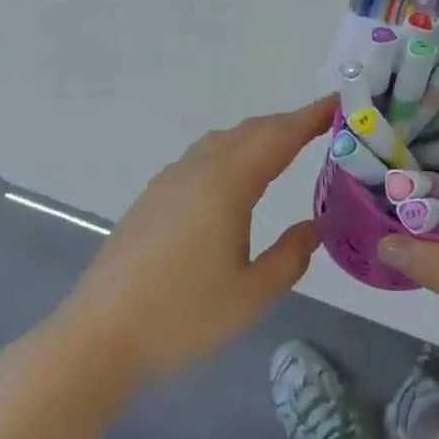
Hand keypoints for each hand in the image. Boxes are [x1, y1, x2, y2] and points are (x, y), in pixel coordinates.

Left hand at [56, 96, 332, 386]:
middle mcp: (198, 169)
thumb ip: (290, 256)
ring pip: (222, 141)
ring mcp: (170, 180)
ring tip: (283, 147)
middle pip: (250, 131)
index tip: (338, 102)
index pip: (279, 137)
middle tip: (321, 127)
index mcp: (227, 184)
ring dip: (257, 135)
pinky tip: (234, 178)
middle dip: (287, 123)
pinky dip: (230, 151)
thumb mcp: (251, 294)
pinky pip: (201, 156)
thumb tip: (313, 226)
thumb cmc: (182, 316)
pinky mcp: (152, 197)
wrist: (100, 335)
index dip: (310, 117)